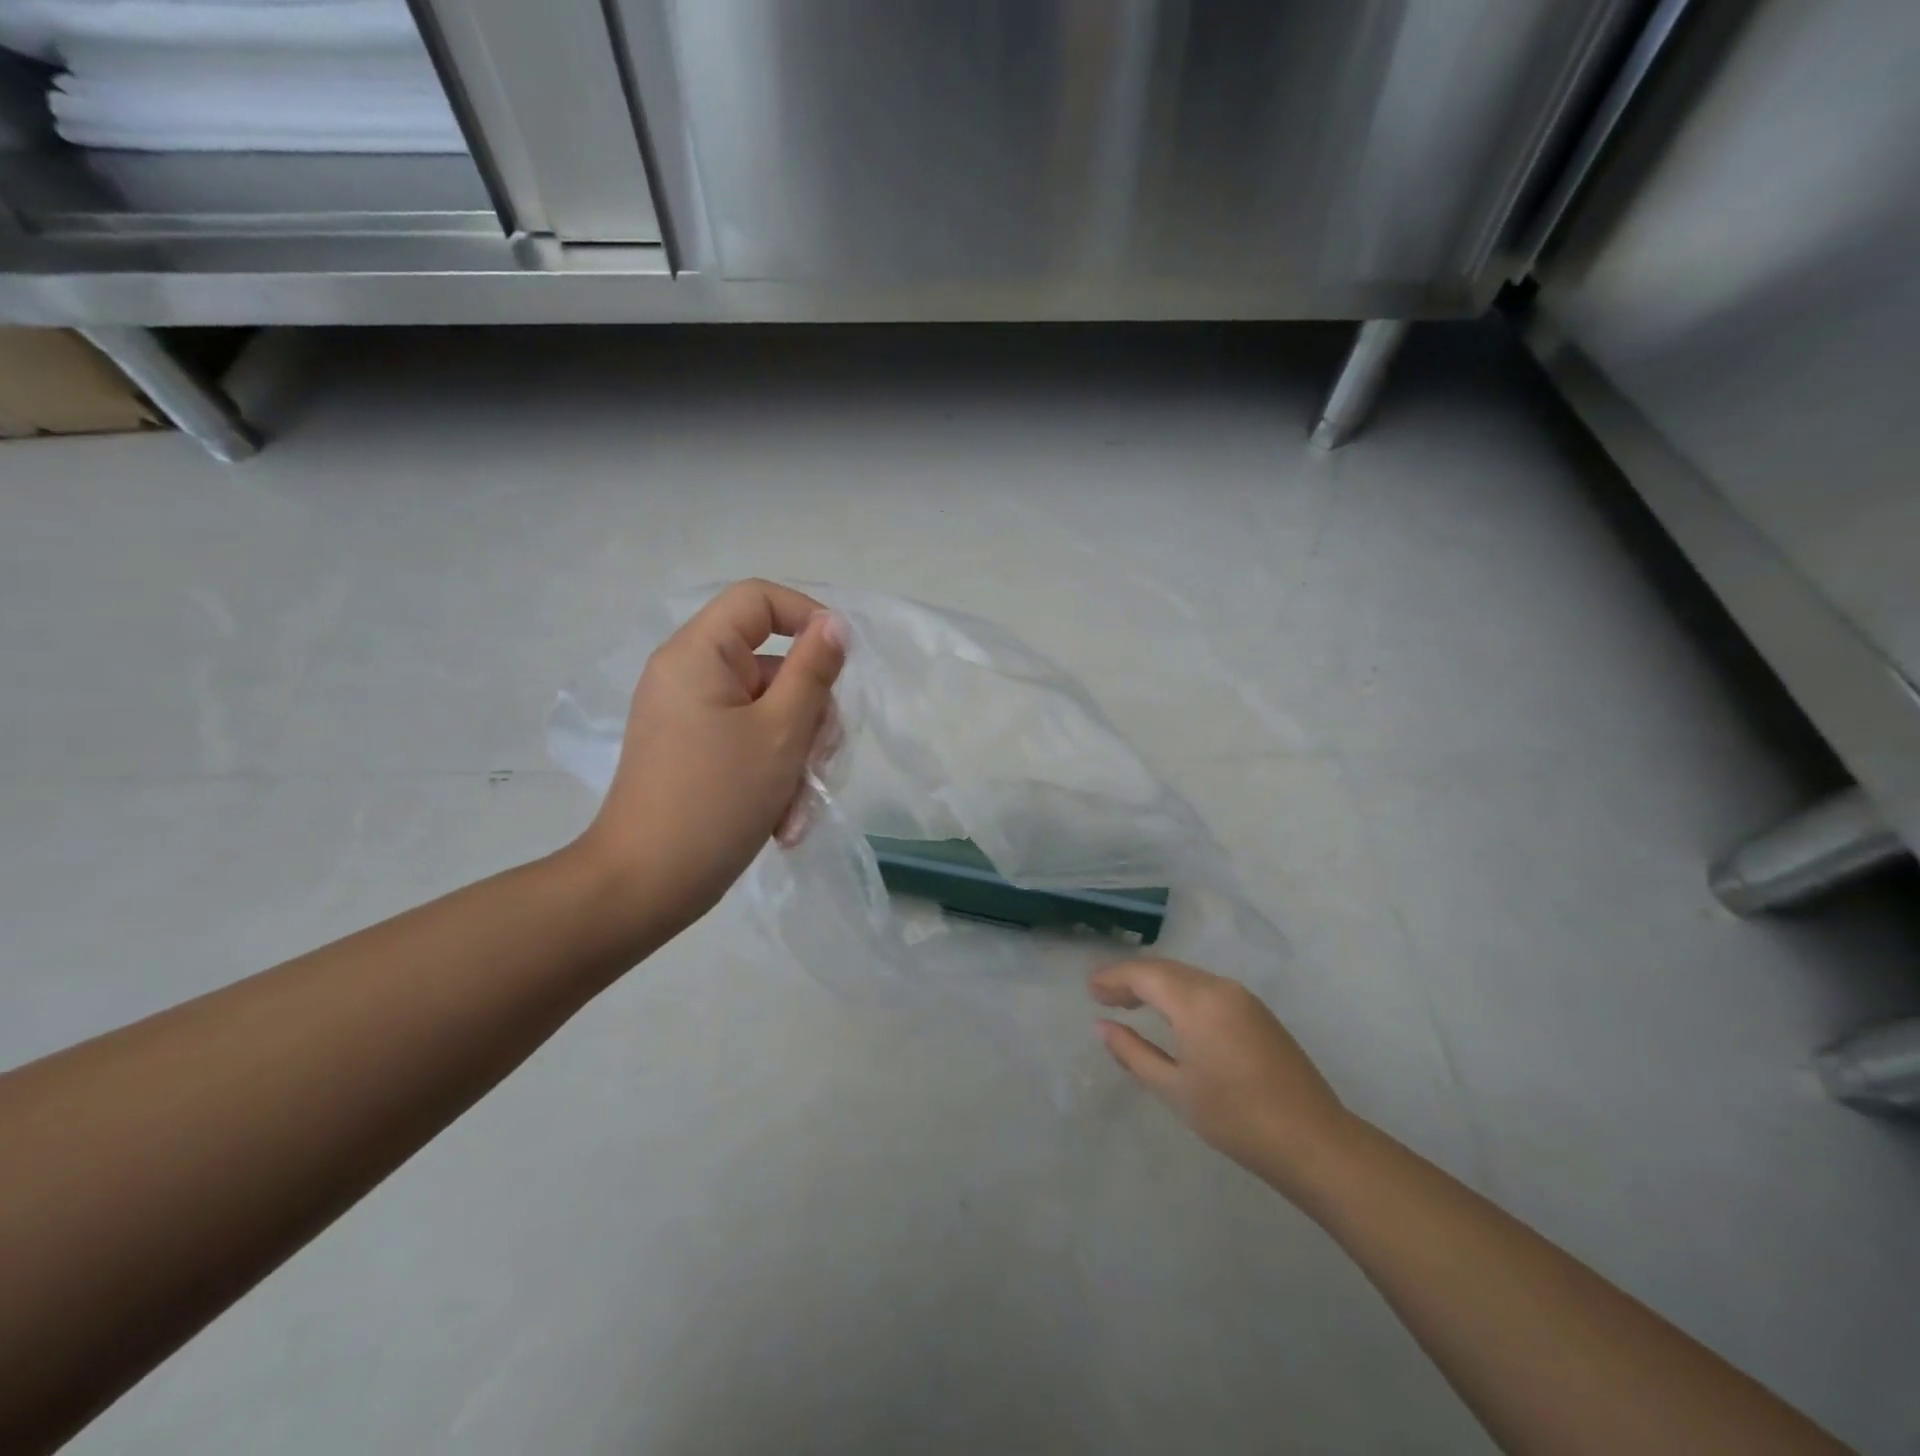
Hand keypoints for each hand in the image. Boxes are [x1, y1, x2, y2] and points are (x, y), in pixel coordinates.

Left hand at [575, 580, 846, 937]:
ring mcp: (692, 717)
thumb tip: (835, 623)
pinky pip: (751, 743)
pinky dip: (774, 774)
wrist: (646, 886)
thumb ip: (813, 671)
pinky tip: (783, 820)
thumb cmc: (716, 801)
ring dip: (797, 756)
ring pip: (771, 711)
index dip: (807, 618)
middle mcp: (690, 676)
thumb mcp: (781, 732)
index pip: (758, 600)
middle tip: (821, 760)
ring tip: (798, 807)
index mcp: (698, 655)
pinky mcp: (697, 752)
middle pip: (774, 664)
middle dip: (810, 714)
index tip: (842, 663)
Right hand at [1090, 958, 1355, 1199]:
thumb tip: (1102, 1026)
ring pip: (1187, 976)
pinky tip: (1170, 1014)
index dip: (1114, 978)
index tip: (1089, 990)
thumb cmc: (1235, 1118)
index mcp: (1197, 1001)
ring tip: (1130, 1003)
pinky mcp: (1257, 1012)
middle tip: (1102, 996)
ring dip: (1156, 984)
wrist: (1313, 1141)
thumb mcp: (1174, 1089)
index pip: (1145, 975)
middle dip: (1132, 978)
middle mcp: (1219, 987)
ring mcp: (1243, 998)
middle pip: (1166, 969)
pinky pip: (1207, 987)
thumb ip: (1133, 1053)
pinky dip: (1180, 992)